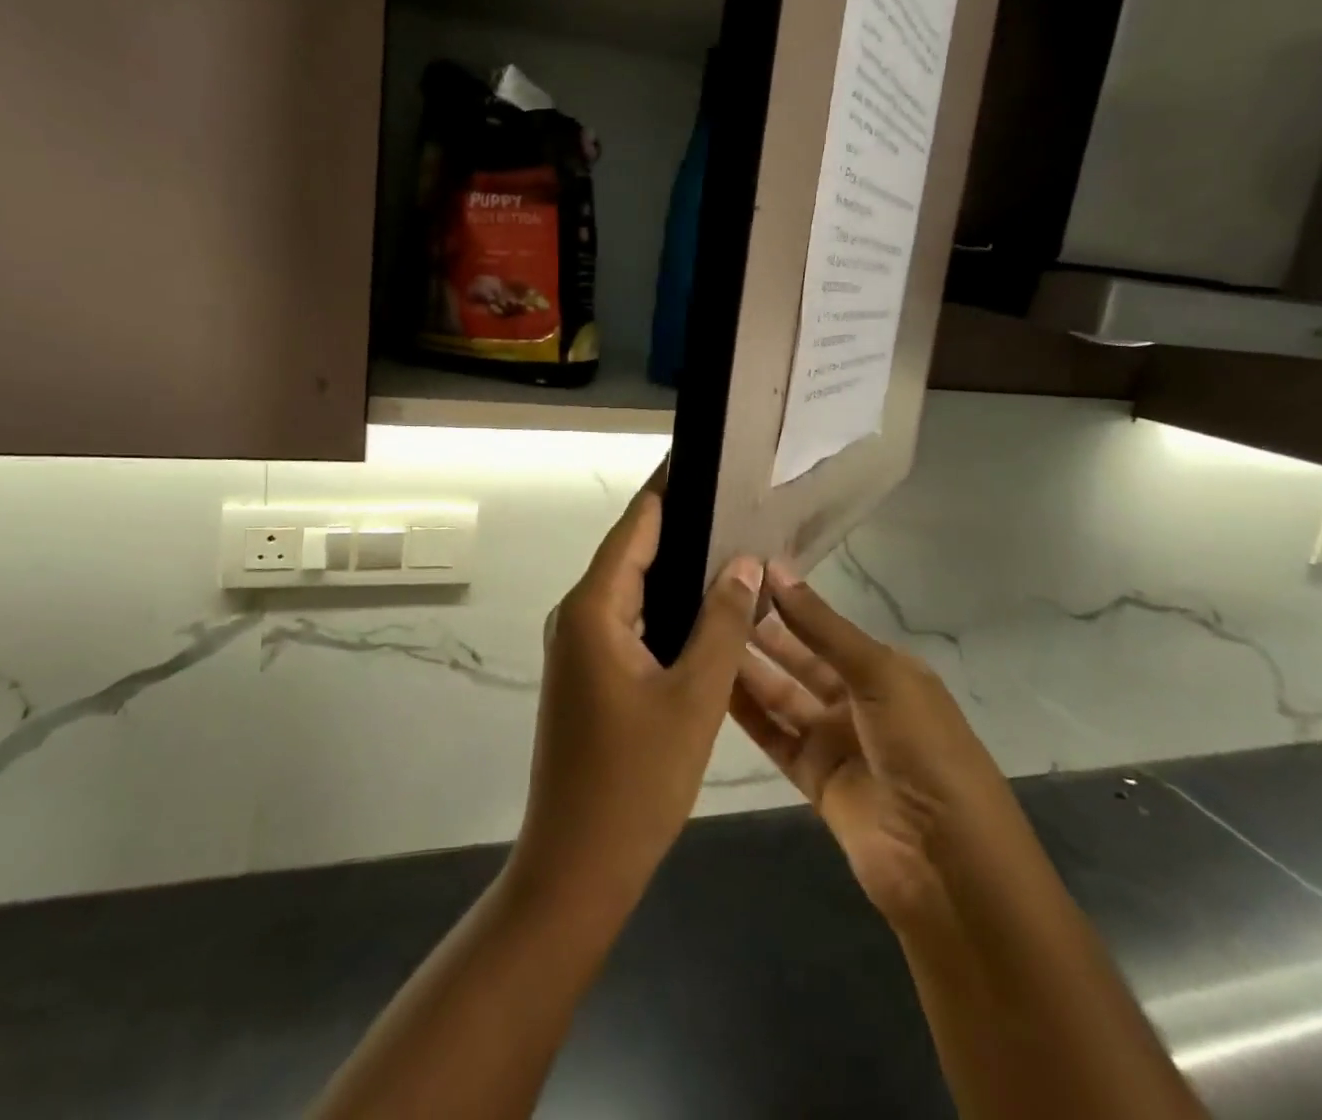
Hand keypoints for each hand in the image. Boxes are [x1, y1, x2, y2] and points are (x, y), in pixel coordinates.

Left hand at [512, 466, 761, 914]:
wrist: (577, 865)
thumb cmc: (636, 781)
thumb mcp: (694, 697)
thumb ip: (721, 622)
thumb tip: (744, 561)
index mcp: (593, 608)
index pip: (635, 526)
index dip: (669, 488)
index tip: (705, 457)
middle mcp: (577, 615)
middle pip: (631, 552)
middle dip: (680, 524)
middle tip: (737, 500)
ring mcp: (579, 646)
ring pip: (631, 589)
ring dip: (675, 567)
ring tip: (732, 541)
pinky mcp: (588, 673)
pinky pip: (628, 621)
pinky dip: (664, 606)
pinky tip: (705, 606)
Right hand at [729, 567, 1019, 931]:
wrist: (947, 866)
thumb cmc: (924, 750)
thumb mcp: (879, 675)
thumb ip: (822, 627)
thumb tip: (776, 568)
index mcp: (887, 670)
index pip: (827, 626)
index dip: (789, 600)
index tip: (741, 571)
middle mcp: (860, 700)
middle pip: (801, 659)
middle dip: (763, 631)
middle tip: (711, 600)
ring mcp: (836, 741)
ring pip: (782, 696)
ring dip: (748, 668)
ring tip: (702, 635)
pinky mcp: (814, 779)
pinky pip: (774, 736)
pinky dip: (747, 712)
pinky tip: (712, 683)